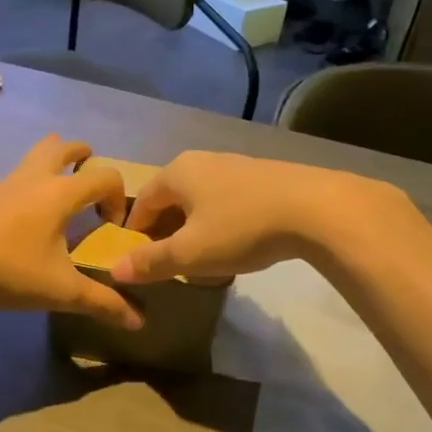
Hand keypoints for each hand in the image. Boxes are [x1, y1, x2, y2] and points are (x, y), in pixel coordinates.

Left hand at [0, 137, 142, 329]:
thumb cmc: (10, 270)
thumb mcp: (61, 291)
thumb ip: (102, 302)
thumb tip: (139, 321)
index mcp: (60, 193)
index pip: (104, 176)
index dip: (117, 196)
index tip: (111, 226)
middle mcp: (33, 179)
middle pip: (62, 146)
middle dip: (82, 155)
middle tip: (89, 174)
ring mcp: (4, 185)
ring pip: (33, 156)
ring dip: (51, 163)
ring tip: (58, 191)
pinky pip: (13, 179)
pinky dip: (27, 186)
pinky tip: (23, 219)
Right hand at [112, 152, 381, 284]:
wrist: (317, 209)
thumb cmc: (241, 228)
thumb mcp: (190, 254)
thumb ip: (150, 262)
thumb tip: (114, 270)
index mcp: (176, 172)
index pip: (142, 203)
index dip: (135, 234)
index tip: (139, 262)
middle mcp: (202, 160)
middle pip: (171, 199)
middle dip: (166, 232)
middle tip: (170, 264)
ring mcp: (236, 165)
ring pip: (201, 200)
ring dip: (195, 229)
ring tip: (203, 259)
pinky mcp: (264, 176)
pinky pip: (228, 201)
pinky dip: (222, 223)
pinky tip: (237, 244)